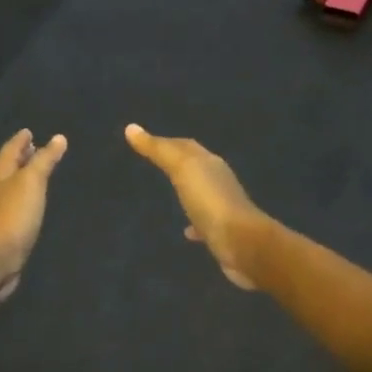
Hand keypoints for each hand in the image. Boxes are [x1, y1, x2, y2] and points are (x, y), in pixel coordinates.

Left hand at [0, 129, 67, 303]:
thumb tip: (58, 138)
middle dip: (20, 158)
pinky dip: (24, 201)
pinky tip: (32, 206)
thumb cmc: (13, 214)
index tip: (28, 131)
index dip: (20, 140)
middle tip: (34, 149)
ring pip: (10, 189)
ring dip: (22, 180)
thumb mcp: (31, 182)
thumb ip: (44, 161)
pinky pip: (15, 209)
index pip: (9, 151)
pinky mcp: (3, 233)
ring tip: (37, 175)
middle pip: (7, 169)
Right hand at [124, 124, 268, 290]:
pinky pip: (205, 223)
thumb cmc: (210, 201)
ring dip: (188, 192)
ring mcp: (222, 208)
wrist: (241, 243)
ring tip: (170, 194)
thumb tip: (131, 128)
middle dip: (179, 163)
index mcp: (210, 163)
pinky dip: (195, 223)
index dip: (167, 142)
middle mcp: (219, 181)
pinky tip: (186, 231)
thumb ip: (158, 150)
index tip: (146, 142)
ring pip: (201, 194)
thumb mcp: (182, 169)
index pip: (186, 146)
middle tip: (157, 162)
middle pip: (196, 167)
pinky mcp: (222, 233)